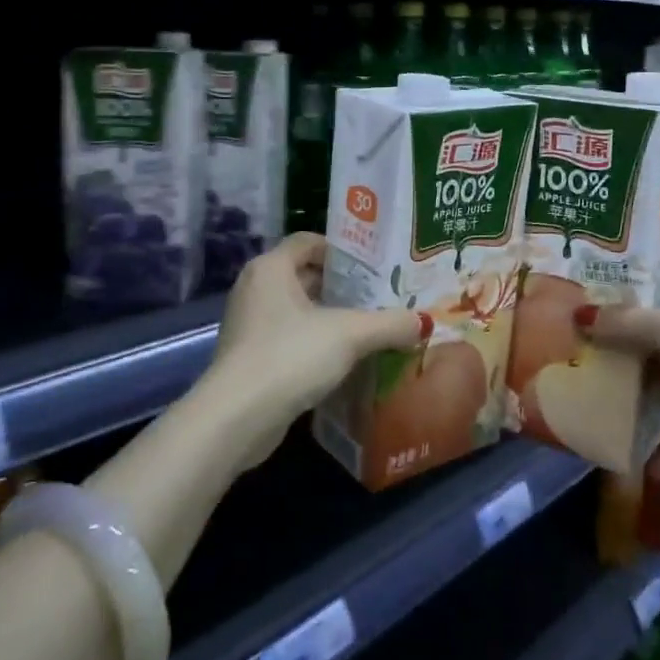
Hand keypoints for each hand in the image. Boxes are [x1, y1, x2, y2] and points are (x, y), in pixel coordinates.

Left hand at [204, 234, 431, 446]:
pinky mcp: (249, 357)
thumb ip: (389, 324)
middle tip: (381, 297)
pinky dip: (314, 343)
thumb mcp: (350, 334)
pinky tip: (344, 360)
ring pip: (298, 310)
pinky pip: (288, 338)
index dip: (343, 250)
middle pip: (306, 275)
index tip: (376, 265)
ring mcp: (249, 324)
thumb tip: (423, 322)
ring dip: (330, 317)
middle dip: (343, 286)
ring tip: (370, 328)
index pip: (310, 241)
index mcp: (272, 267)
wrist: (237, 418)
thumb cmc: (290, 356)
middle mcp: (255, 288)